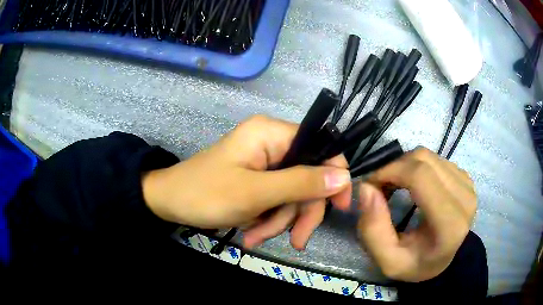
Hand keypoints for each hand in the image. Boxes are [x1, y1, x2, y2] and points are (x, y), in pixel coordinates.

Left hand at [143, 115, 351, 249]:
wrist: (168, 202)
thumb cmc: (205, 194)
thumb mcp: (255, 193)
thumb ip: (301, 183)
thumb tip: (344, 177)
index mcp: (271, 133)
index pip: (320, 146)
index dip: (334, 176)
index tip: (340, 207)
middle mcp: (272, 143)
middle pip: (307, 177)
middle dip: (299, 212)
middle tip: (296, 241)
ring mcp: (264, 163)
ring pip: (291, 194)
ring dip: (280, 221)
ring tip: (255, 238)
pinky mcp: (257, 179)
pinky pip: (276, 200)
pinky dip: (268, 220)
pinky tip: (251, 234)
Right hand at [357, 148, 475, 281]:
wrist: (443, 262)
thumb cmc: (416, 264)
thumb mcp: (387, 261)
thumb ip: (373, 230)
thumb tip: (367, 188)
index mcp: (450, 224)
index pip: (420, 177)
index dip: (390, 172)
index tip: (371, 184)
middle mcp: (464, 198)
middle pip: (423, 160)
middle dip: (394, 167)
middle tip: (380, 187)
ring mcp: (467, 185)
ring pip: (429, 156)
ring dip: (405, 166)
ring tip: (395, 186)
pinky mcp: (466, 178)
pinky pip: (436, 159)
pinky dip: (418, 167)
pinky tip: (414, 185)